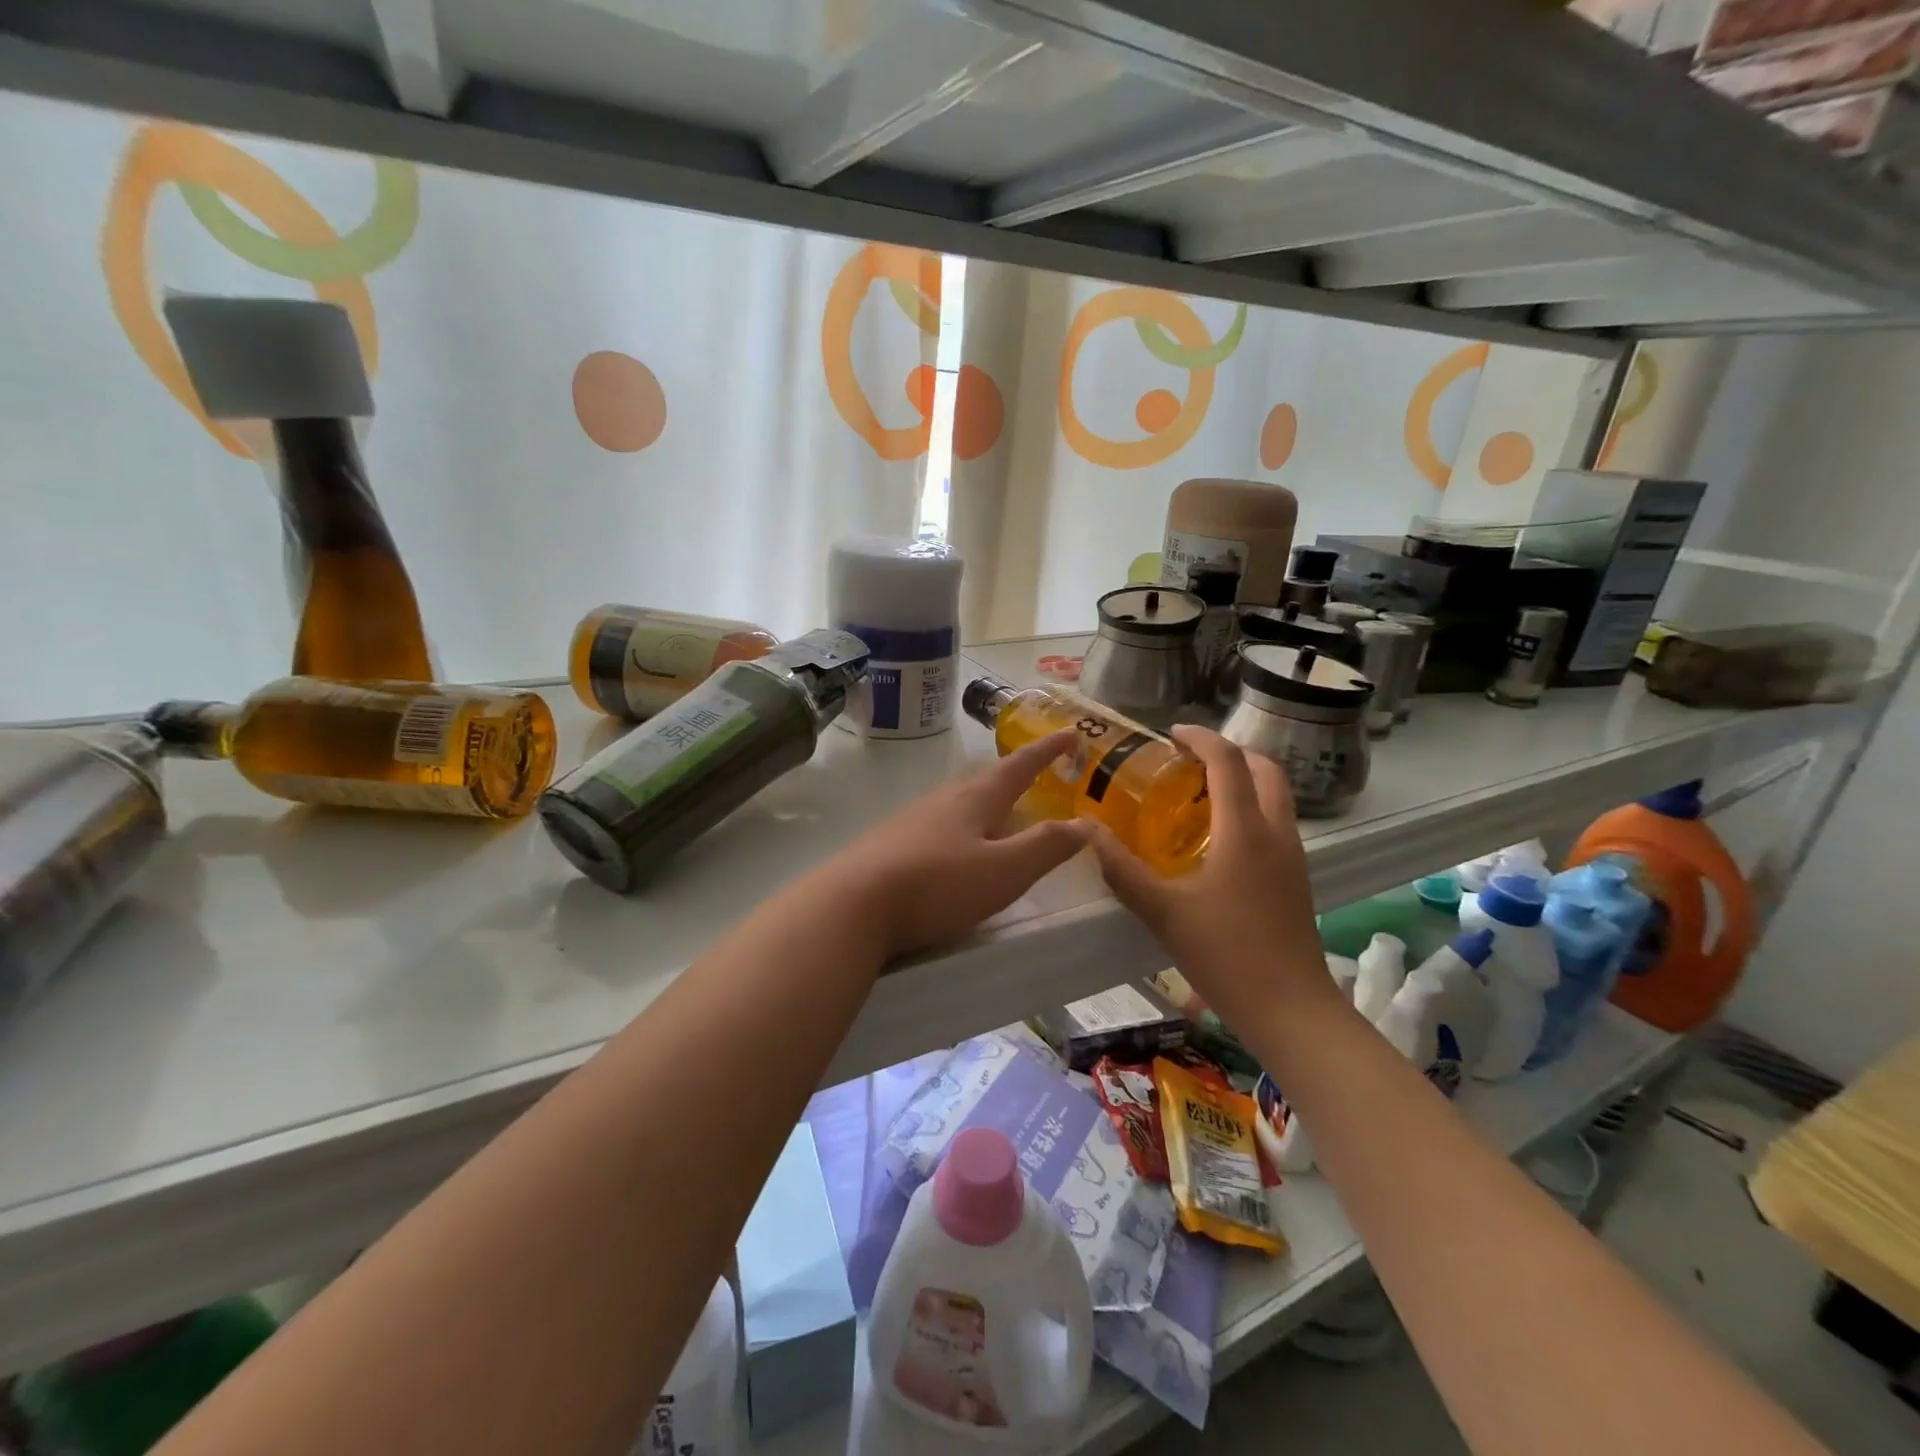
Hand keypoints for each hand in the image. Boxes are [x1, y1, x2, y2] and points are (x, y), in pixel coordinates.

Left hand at [825, 731, 1089, 958]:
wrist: (852, 905)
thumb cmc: (936, 884)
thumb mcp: (1003, 870)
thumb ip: (1046, 847)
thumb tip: (1087, 823)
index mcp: (975, 799)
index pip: (1020, 765)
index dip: (1048, 749)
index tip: (1070, 732)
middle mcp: (943, 799)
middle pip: (985, 777)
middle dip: (1014, 772)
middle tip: (1036, 773)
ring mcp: (912, 819)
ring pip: (958, 798)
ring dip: (984, 797)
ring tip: (1000, 809)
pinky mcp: (891, 842)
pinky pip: (937, 821)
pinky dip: (960, 823)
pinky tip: (954, 844)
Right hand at [1085, 726, 1335, 1030]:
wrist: (1291, 1009)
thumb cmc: (1226, 954)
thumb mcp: (1163, 911)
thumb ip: (1122, 869)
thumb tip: (1086, 832)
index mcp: (1245, 830)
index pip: (1228, 761)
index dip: (1201, 738)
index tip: (1171, 733)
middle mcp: (1276, 833)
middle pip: (1265, 769)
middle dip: (1229, 752)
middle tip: (1189, 758)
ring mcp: (1292, 856)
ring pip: (1275, 796)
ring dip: (1244, 779)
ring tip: (1200, 792)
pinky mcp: (1296, 879)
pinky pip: (1276, 822)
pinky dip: (1250, 808)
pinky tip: (1219, 838)